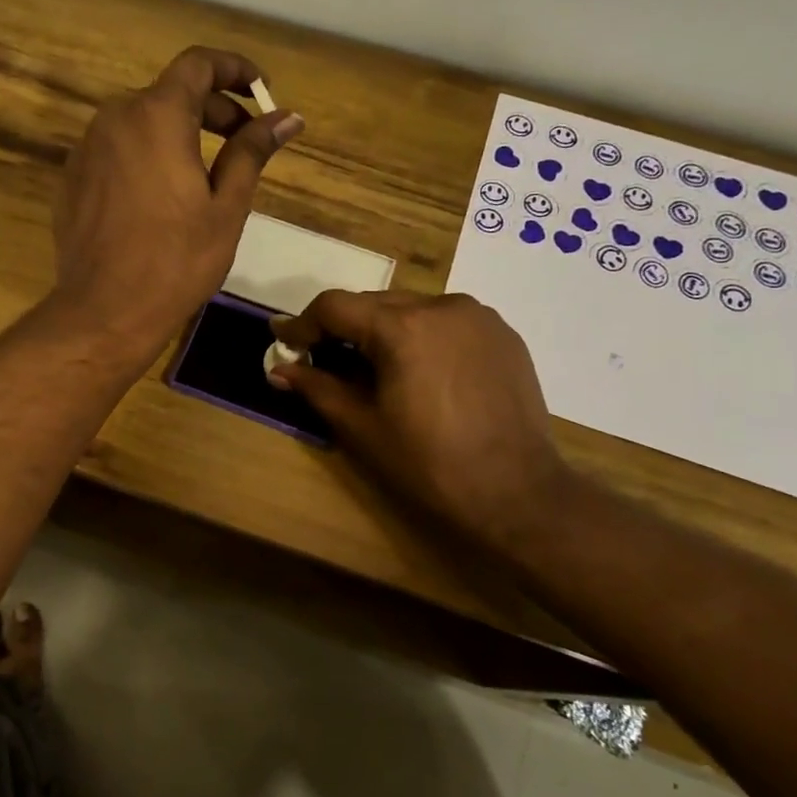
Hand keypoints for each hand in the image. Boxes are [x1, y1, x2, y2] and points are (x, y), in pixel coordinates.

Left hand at [51, 46, 302, 357]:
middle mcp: (115, 118)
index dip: (234, 69)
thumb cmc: (176, 260)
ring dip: (178, 132)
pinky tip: (163, 196)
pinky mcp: (73, 178)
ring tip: (207, 172)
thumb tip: (287, 117)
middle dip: (212, 108)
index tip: (261, 91)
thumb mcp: (226, 206)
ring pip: (140, 121)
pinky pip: (117, 150)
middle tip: (244, 139)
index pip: (198, 64)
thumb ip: (252, 151)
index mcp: (156, 116)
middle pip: (169, 92)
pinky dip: (147, 155)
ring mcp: (87, 148)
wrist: (105, 310)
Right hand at [270, 291, 571, 553]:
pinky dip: (423, 336)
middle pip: (373, 303)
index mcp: (402, 327)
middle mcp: (441, 306)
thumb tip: (279, 368)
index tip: (285, 342)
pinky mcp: (503, 333)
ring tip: (376, 368)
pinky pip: (447, 322)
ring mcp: (478, 316)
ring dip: (384, 330)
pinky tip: (422, 371)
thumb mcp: (363, 428)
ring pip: (412, 309)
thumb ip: (317, 388)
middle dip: (344, 328)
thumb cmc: (430, 464)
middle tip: (323, 358)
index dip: (303, 323)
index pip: (335, 306)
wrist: (518, 492)